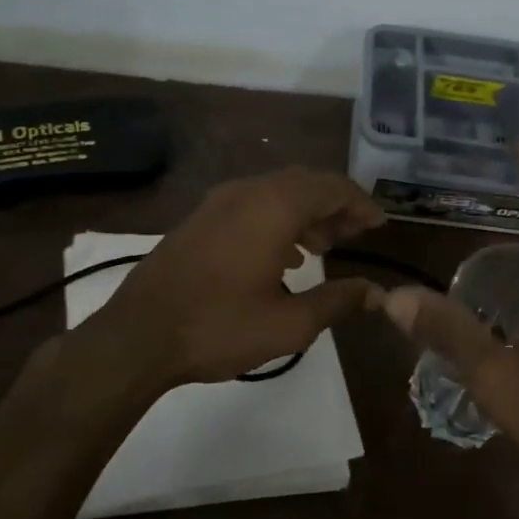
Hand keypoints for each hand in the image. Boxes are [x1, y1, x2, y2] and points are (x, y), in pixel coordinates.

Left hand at [94, 168, 385, 389]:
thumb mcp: (288, 325)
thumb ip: (337, 301)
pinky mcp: (200, 218)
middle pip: (304, 183)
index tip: (380, 225)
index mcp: (273, 207)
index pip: (331, 187)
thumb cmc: (219, 327)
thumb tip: (375, 292)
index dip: (360, 203)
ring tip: (325, 247)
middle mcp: (247, 192)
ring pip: (276, 192)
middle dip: (335, 205)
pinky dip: (278, 219)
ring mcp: (218, 202)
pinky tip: (283, 256)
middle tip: (356, 234)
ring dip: (306, 212)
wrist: (138, 335)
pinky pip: (252, 204)